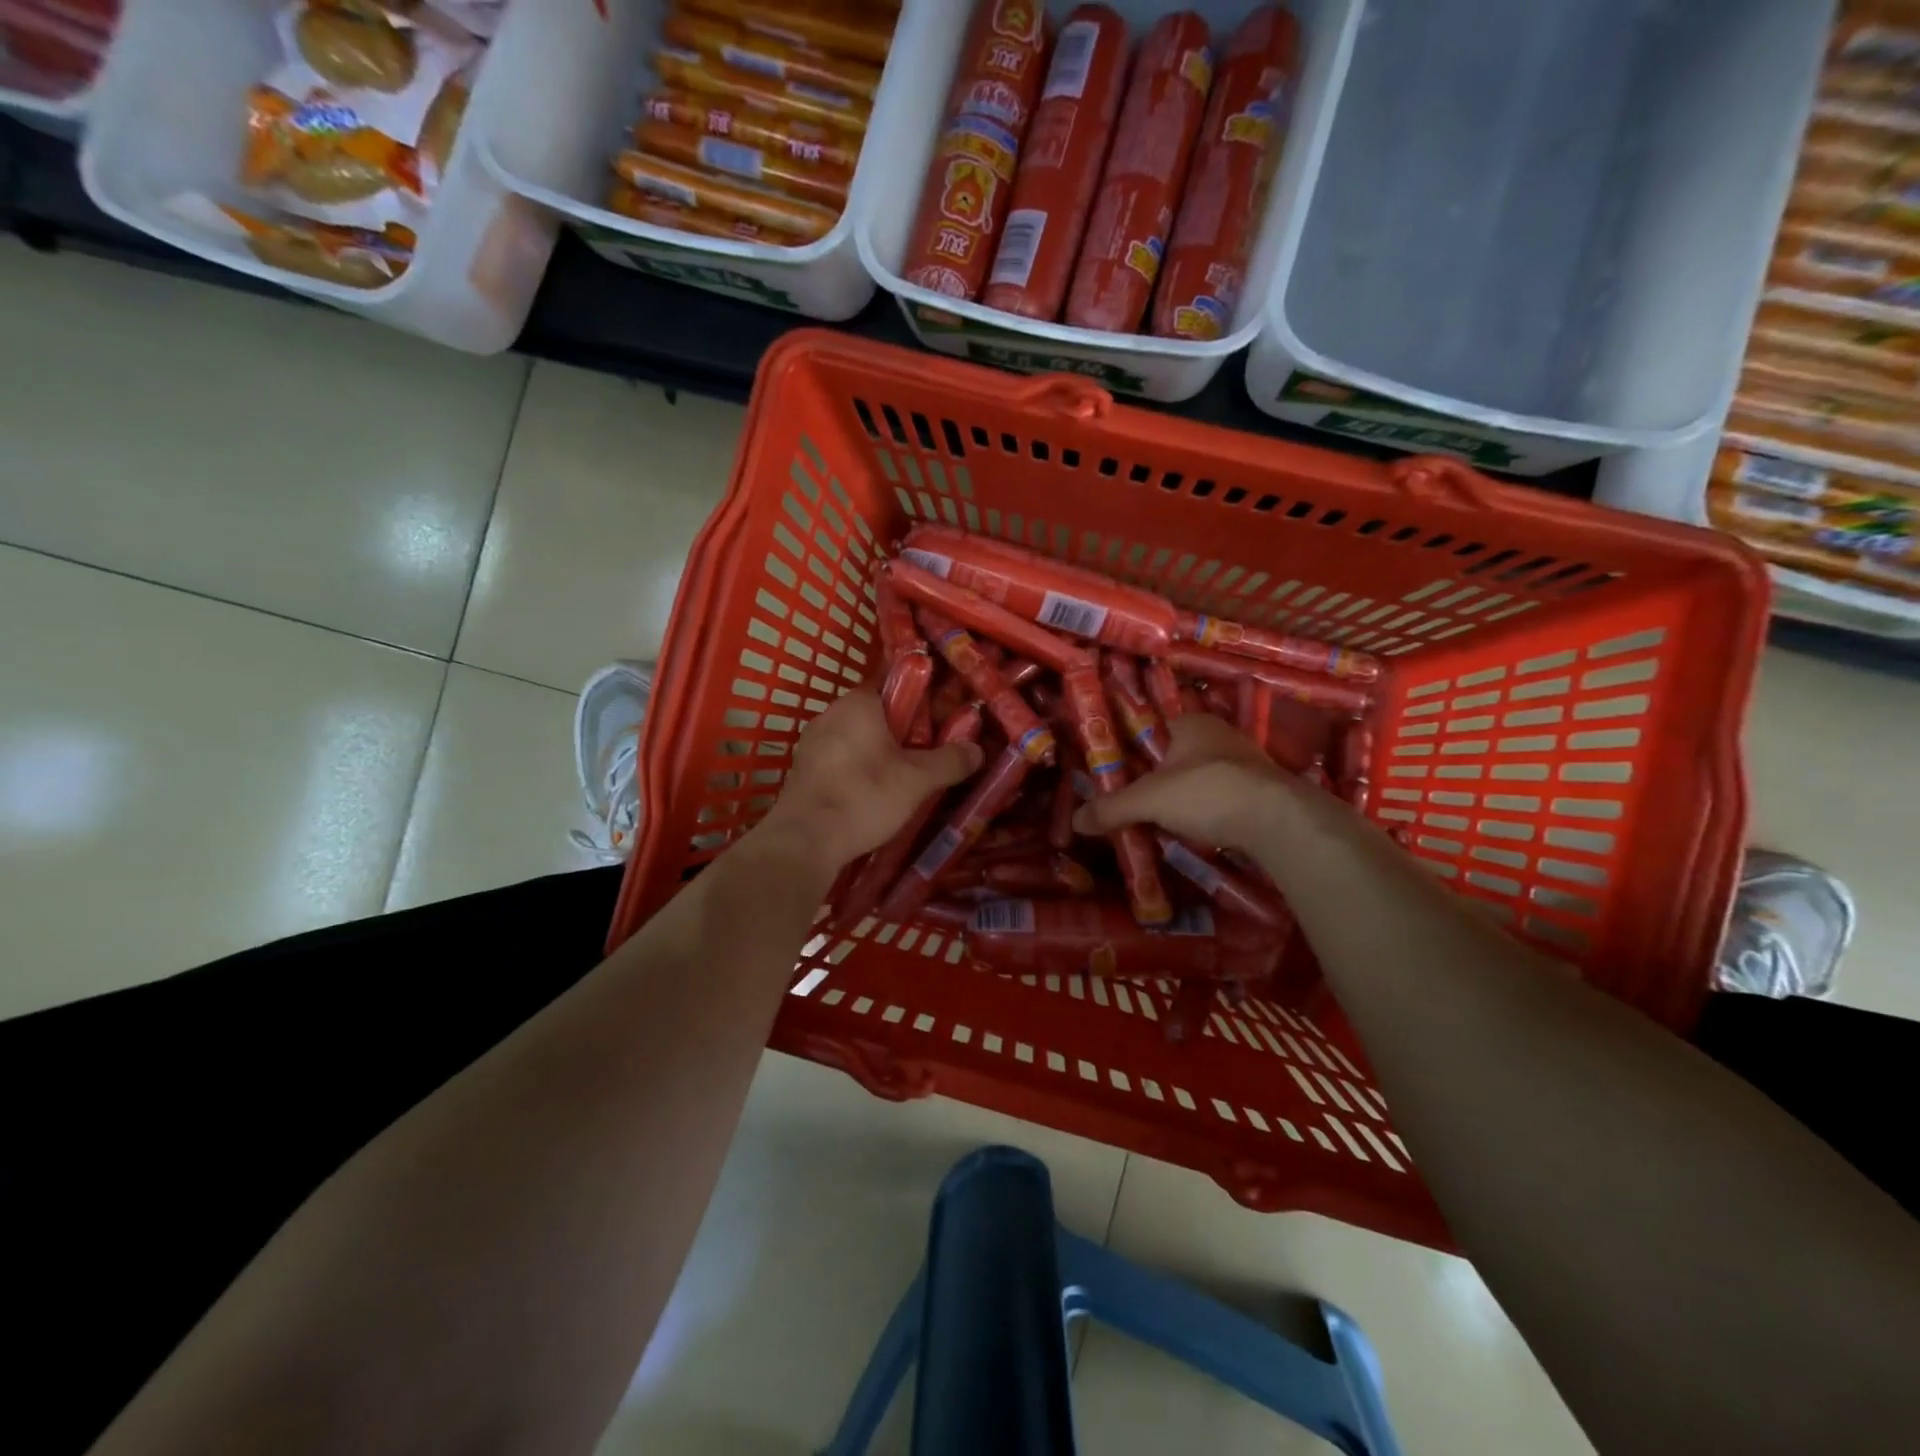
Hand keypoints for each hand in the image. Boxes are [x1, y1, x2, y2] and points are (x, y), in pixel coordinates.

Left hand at [761, 689, 982, 865]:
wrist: (805, 840)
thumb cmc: (864, 796)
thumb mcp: (918, 780)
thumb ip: (950, 761)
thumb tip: (977, 750)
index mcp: (858, 703)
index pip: (894, 683)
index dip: (922, 698)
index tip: (942, 718)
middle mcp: (830, 714)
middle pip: (877, 713)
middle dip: (903, 730)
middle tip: (930, 752)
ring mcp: (812, 743)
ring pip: (858, 738)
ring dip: (880, 752)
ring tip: (906, 777)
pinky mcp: (803, 771)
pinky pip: (840, 760)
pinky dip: (859, 770)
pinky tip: (873, 794)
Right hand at [1072, 713, 1294, 856]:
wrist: (1278, 820)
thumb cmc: (1207, 792)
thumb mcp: (1149, 800)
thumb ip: (1112, 808)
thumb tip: (1075, 821)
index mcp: (1191, 722)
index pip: (1153, 729)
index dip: (1134, 750)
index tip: (1118, 774)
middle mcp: (1220, 734)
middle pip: (1177, 756)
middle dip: (1158, 778)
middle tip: (1135, 803)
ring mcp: (1245, 763)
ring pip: (1202, 778)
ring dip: (1185, 797)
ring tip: (1162, 821)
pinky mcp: (1262, 791)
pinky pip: (1224, 798)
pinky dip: (1209, 812)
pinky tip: (1198, 831)